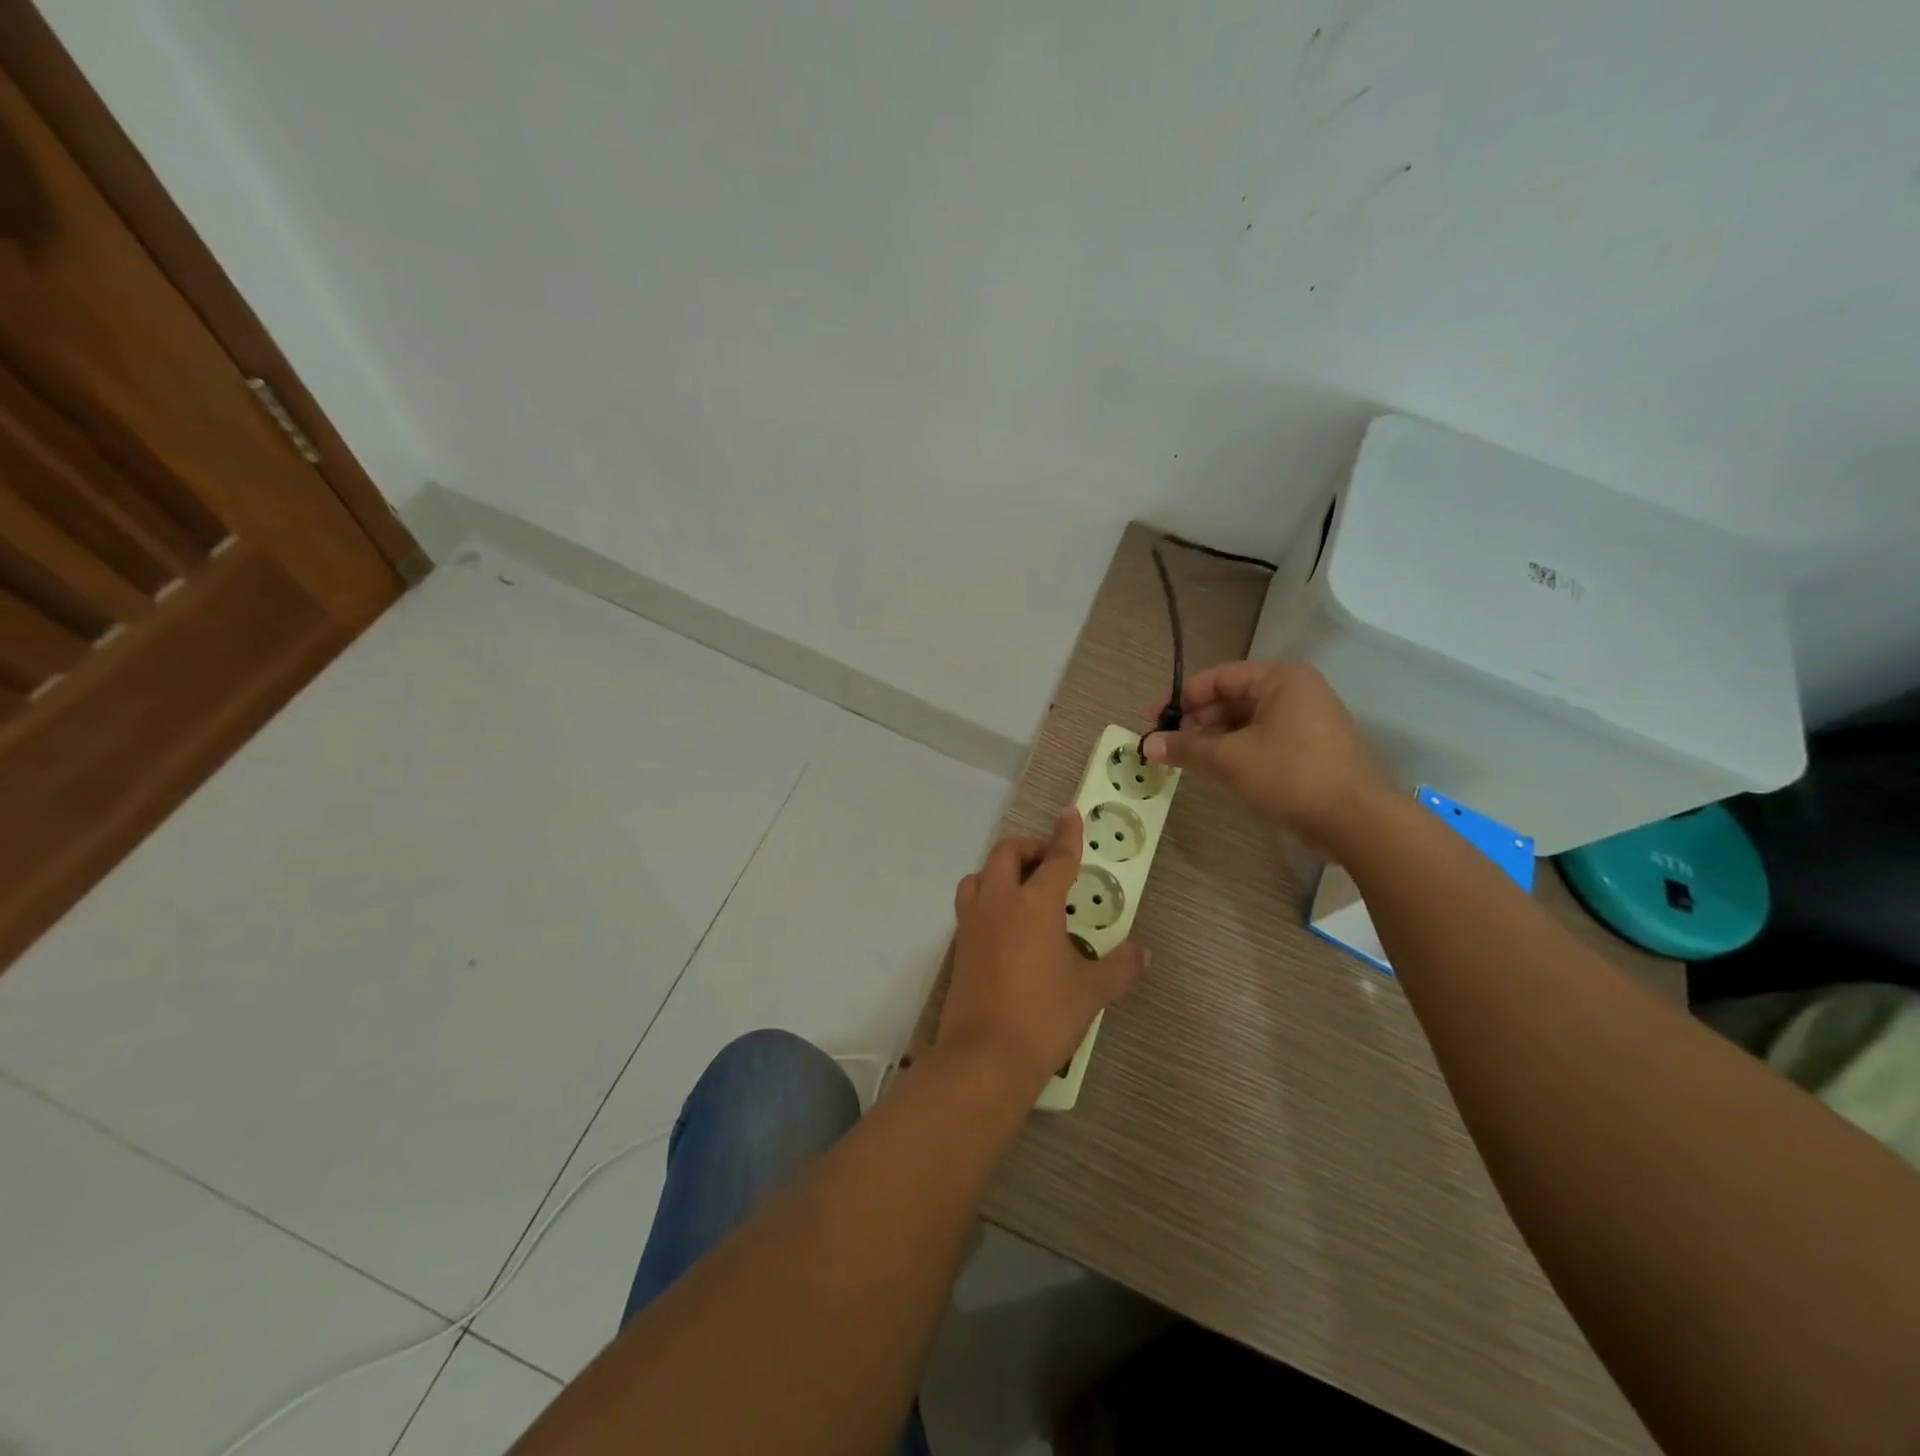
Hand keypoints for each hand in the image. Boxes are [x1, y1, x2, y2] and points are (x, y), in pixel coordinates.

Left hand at [938, 809, 1148, 1092]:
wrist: (984, 1056)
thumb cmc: (1044, 1016)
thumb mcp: (1091, 992)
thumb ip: (1120, 967)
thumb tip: (1143, 952)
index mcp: (1034, 904)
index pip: (1056, 859)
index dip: (1066, 835)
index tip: (1069, 814)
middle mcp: (999, 902)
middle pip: (1007, 854)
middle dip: (1029, 849)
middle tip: (1050, 866)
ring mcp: (973, 922)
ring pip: (980, 876)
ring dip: (1000, 871)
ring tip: (1024, 892)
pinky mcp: (958, 945)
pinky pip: (970, 905)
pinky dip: (988, 900)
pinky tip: (1006, 927)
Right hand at [1143, 660, 1390, 851]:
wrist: (1358, 821)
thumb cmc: (1291, 776)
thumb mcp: (1229, 760)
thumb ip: (1185, 748)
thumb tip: (1147, 745)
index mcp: (1280, 678)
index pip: (1217, 678)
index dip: (1180, 699)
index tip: (1153, 721)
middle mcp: (1296, 690)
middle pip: (1231, 698)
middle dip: (1196, 722)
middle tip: (1168, 747)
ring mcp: (1308, 719)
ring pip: (1246, 721)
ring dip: (1214, 739)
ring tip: (1189, 762)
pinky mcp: (1312, 747)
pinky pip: (1263, 739)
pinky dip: (1237, 750)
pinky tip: (1219, 771)